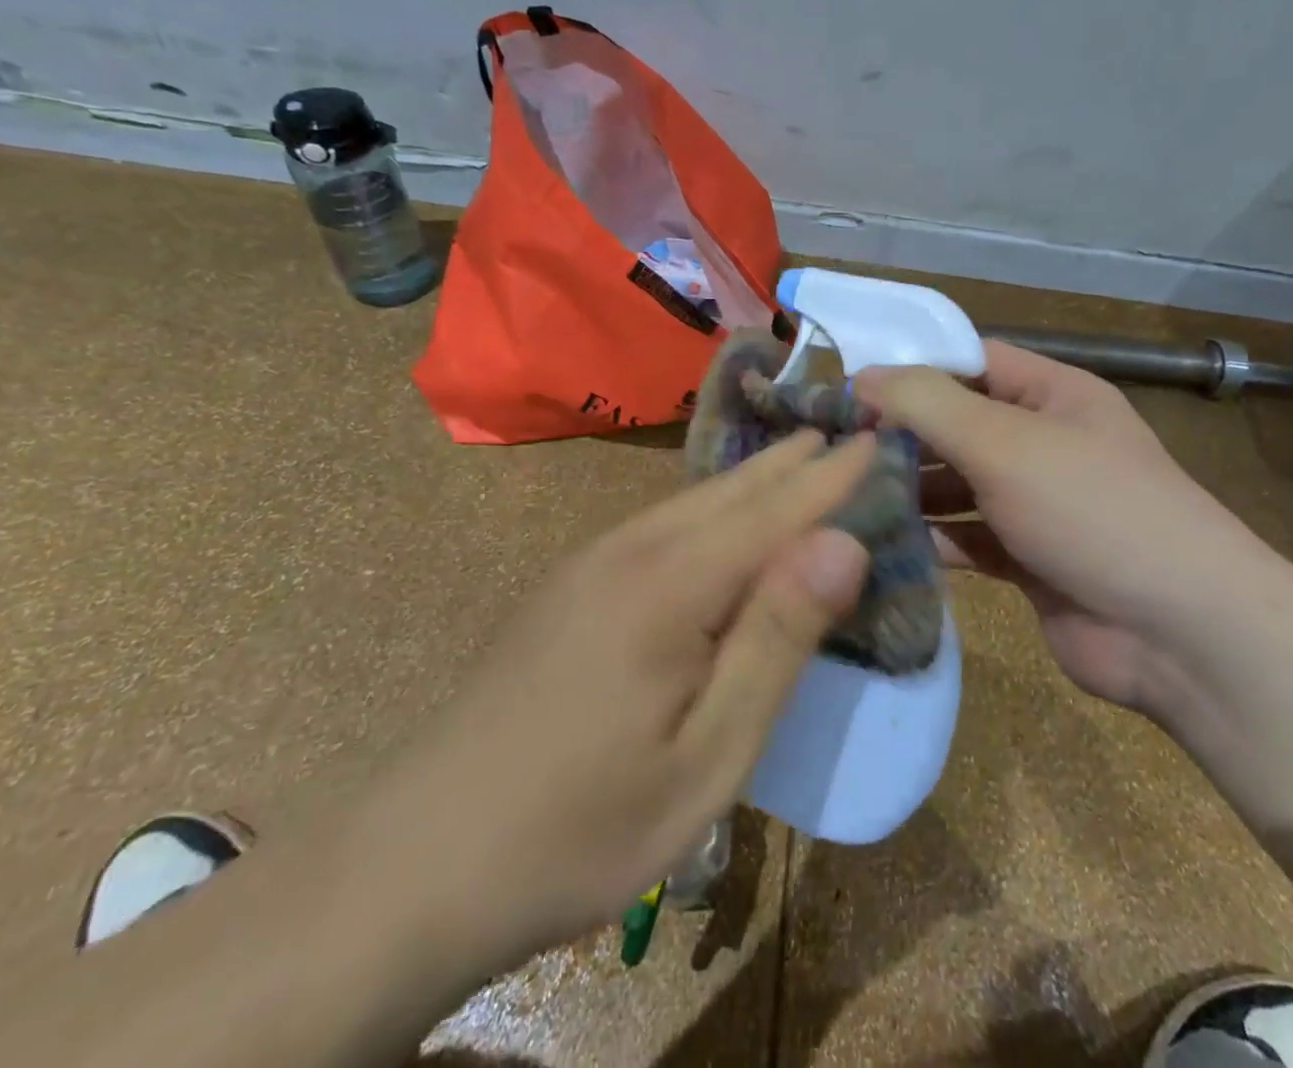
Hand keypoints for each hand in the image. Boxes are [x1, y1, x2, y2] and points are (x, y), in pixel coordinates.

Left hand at [349, 430, 873, 970]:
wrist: (416, 860)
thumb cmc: (582, 824)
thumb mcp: (708, 755)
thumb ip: (777, 640)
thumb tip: (843, 544)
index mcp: (671, 584)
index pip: (774, 510)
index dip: (831, 477)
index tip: (876, 440)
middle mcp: (629, 551)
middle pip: (731, 491)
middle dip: (794, 463)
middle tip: (843, 433)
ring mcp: (590, 565)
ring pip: (692, 502)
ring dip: (753, 480)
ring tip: (798, 458)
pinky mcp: (569, 587)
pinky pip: (661, 524)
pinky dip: (713, 507)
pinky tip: (722, 516)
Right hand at [857, 343, 1277, 716]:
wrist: (1180, 635)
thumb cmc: (1093, 511)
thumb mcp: (1006, 442)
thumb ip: (930, 404)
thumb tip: (863, 376)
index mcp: (1052, 395)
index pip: (970, 362)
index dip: (910, 369)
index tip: (846, 388)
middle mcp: (1043, 442)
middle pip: (958, 424)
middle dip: (901, 434)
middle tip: (834, 449)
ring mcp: (1036, 504)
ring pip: (958, 484)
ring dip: (910, 489)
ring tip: (846, 495)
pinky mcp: (1027, 559)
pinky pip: (967, 537)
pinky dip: (931, 538)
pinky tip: (885, 543)